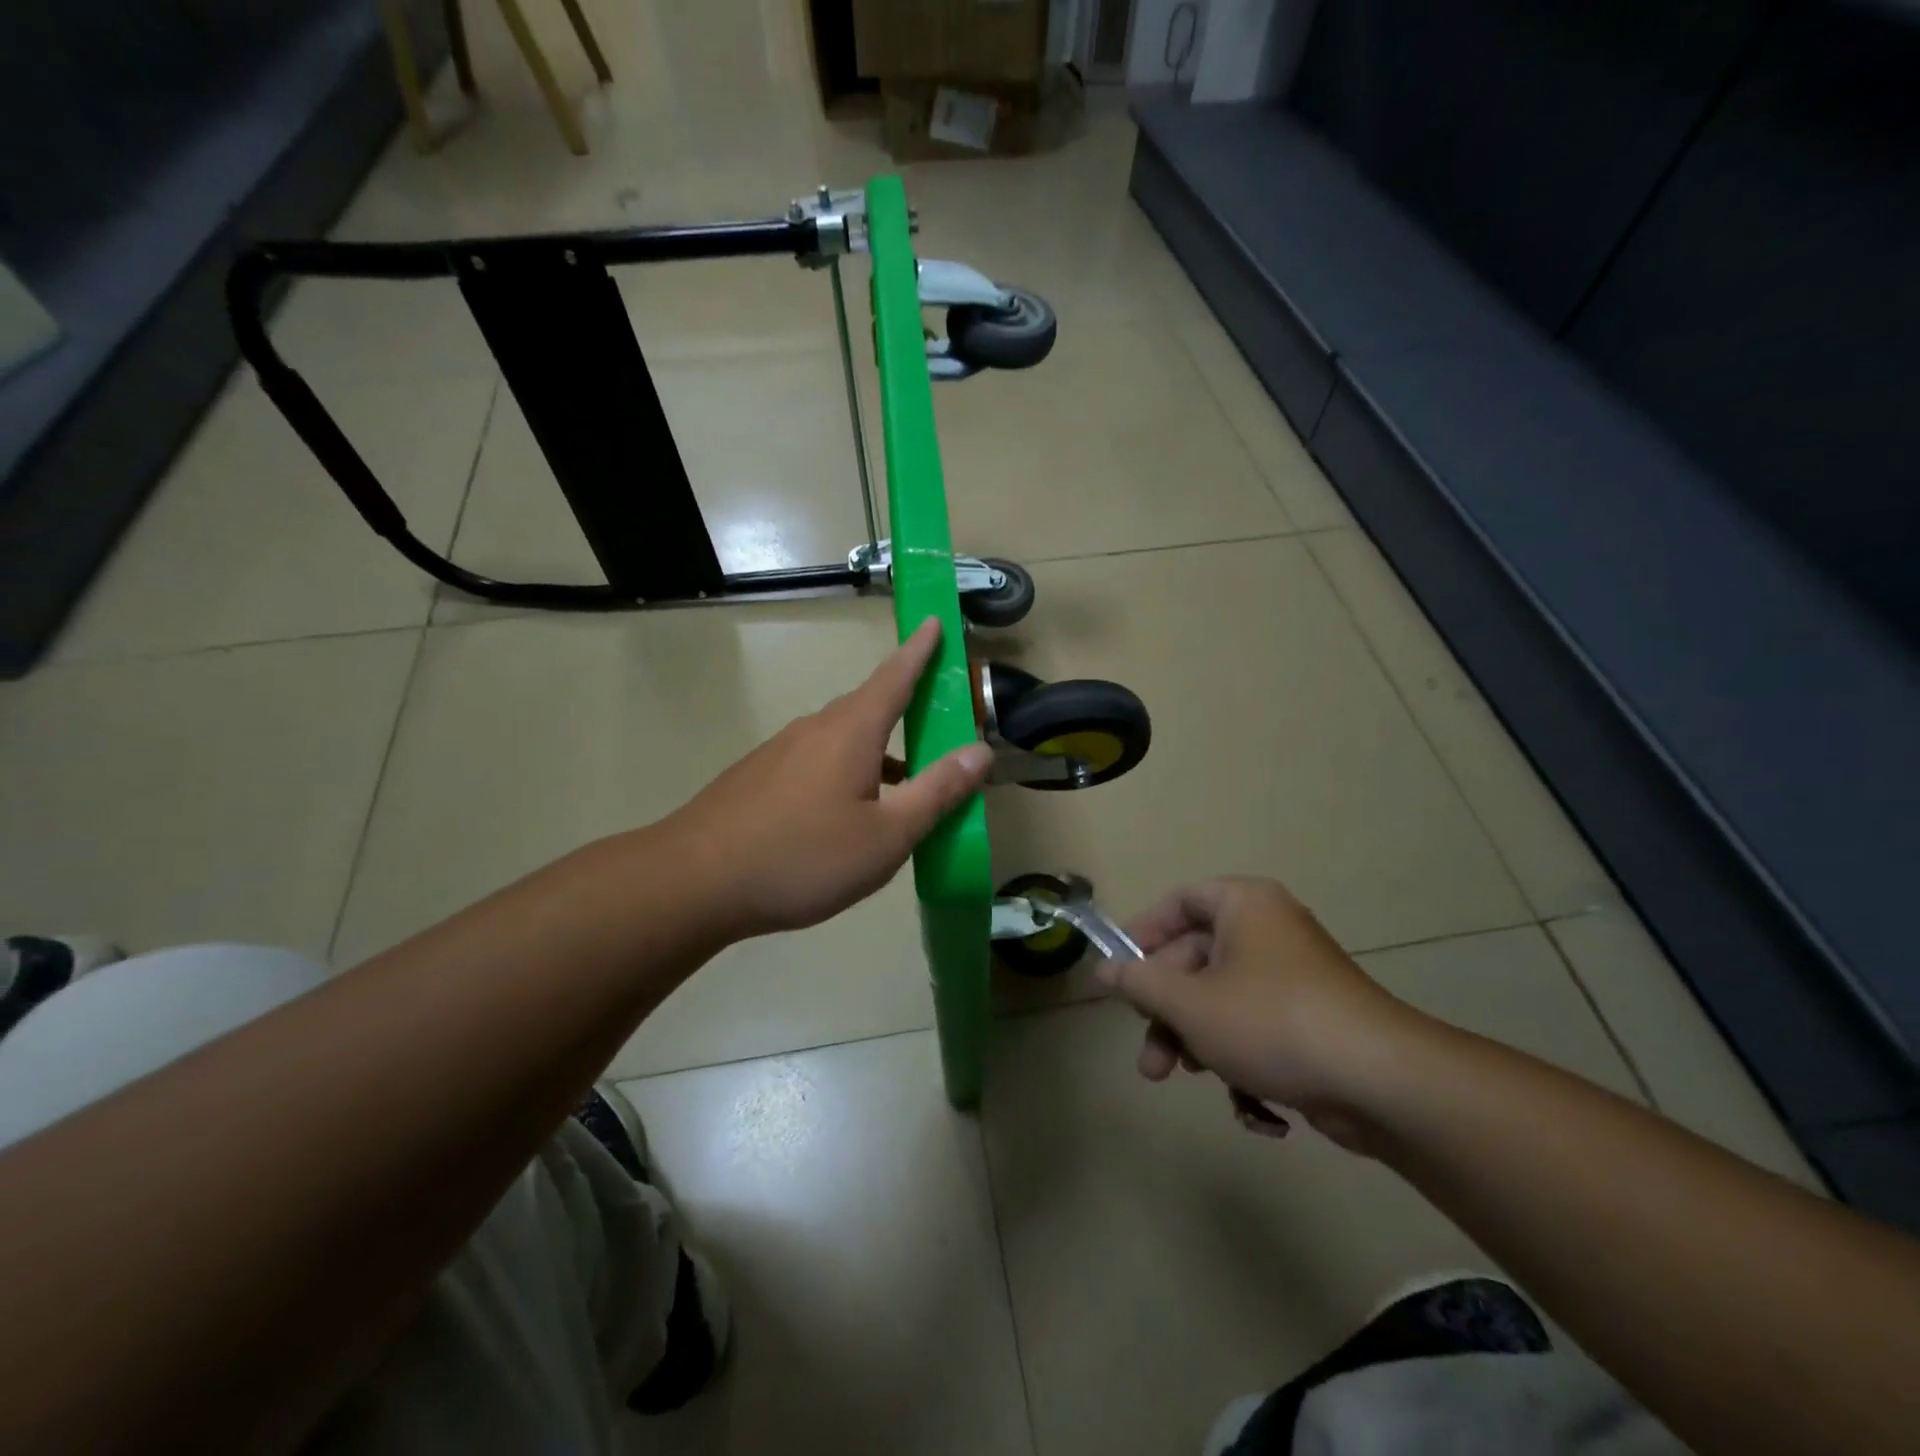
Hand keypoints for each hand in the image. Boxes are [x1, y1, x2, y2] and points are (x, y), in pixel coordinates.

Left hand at [667, 618, 992, 937]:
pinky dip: (848, 772)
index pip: (895, 677)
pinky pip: (817, 761)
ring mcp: (781, 752)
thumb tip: (980, 751)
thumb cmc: (802, 856)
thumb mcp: (886, 835)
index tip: (934, 621)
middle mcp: (815, 729)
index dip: (920, 650)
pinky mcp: (759, 777)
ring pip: (843, 739)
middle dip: (906, 706)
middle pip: (870, 707)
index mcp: (851, 732)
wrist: (695, 881)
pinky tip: (849, 813)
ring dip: (879, 751)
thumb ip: (936, 792)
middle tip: (938, 719)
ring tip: (905, 783)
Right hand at [1095, 878, 1422, 1149]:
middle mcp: (1269, 929)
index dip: (1143, 933)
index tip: (1119, 971)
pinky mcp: (1312, 1018)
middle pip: (1196, 957)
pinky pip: (1254, 1022)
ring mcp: (1294, 974)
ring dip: (1193, 1037)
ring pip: (1221, 997)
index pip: (1179, 902)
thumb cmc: (1271, 1021)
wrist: (1380, 1081)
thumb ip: (1140, 983)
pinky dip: (1235, 1051)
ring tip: (1179, 1077)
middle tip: (1147, 1049)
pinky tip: (1237, 1094)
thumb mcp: (1190, 1003)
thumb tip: (1103, 970)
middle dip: (1165, 1009)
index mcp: (1243, 905)